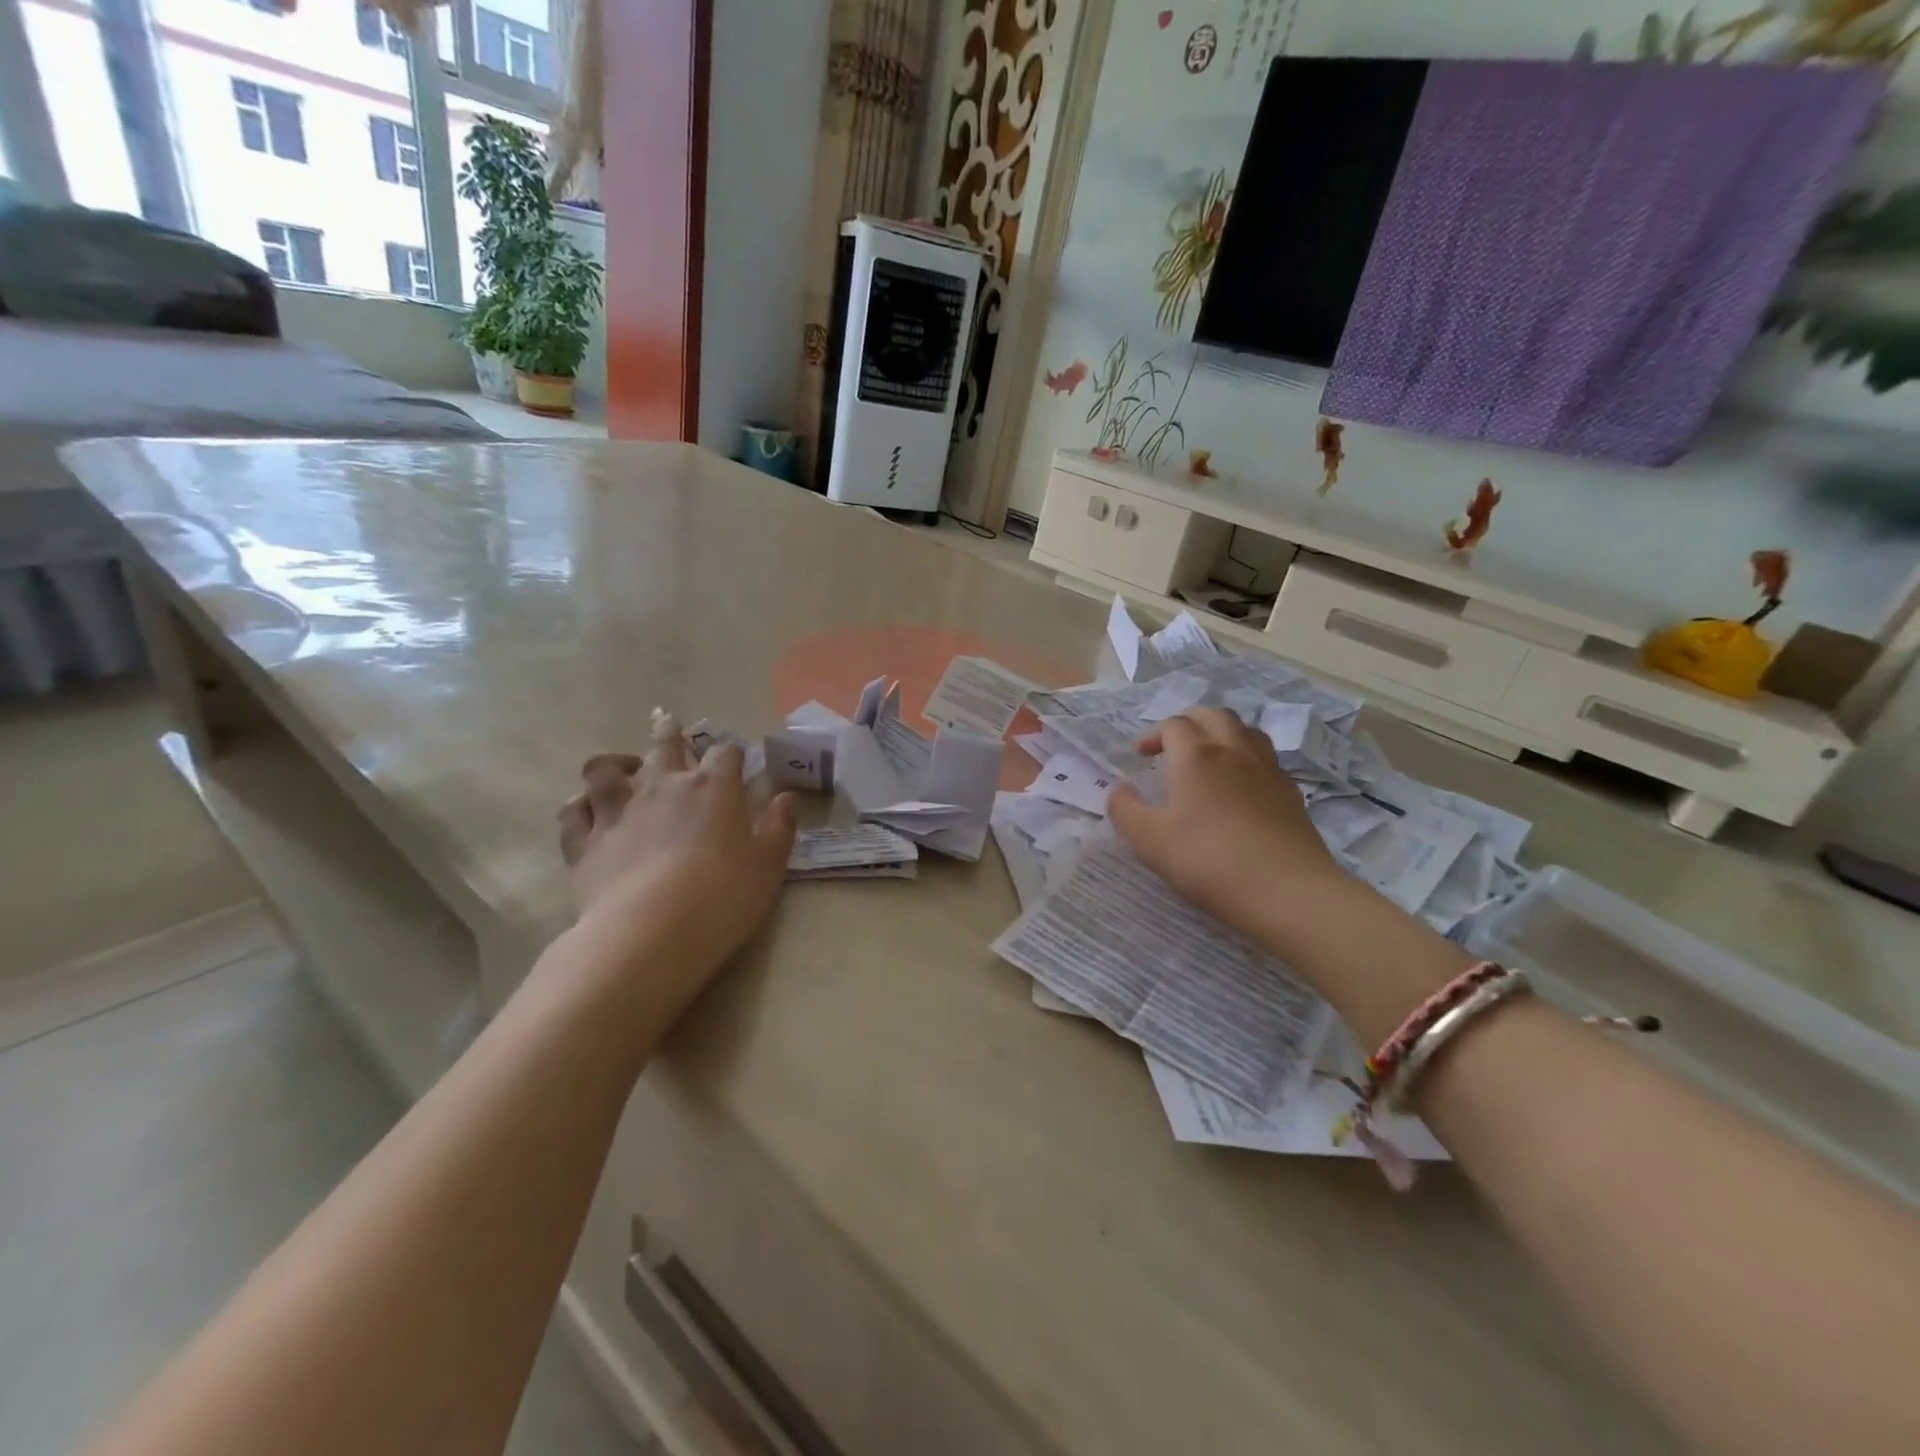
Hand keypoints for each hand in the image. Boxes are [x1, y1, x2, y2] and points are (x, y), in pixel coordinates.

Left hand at [556, 738, 796, 1007]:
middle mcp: (662, 786)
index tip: (737, 762)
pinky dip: (580, 807)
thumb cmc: (722, 896)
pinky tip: (587, 811)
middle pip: (664, 744)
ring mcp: (618, 811)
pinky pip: (573, 812)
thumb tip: (786, 798)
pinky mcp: (585, 842)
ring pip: (605, 769)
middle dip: (669, 732)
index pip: (725, 752)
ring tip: (622, 768)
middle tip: (668, 723)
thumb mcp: (768, 865)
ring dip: (615, 763)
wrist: (650, 933)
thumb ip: (780, 827)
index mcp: (712, 787)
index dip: (732, 754)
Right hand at [1108, 708, 1343, 943]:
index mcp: (1196, 756)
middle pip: (1214, 716)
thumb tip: (1120, 789)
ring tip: (1209, 756)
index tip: (1141, 756)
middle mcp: (1234, 751)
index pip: (1173, 725)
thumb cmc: (1208, 860)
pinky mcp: (1291, 794)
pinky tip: (1242, 787)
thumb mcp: (1150, 841)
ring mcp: (1268, 770)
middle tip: (1173, 744)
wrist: (1286, 891)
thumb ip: (1125, 811)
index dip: (1153, 735)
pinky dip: (1248, 760)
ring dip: (1222, 733)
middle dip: (1189, 722)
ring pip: (1246, 731)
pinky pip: (1267, 760)